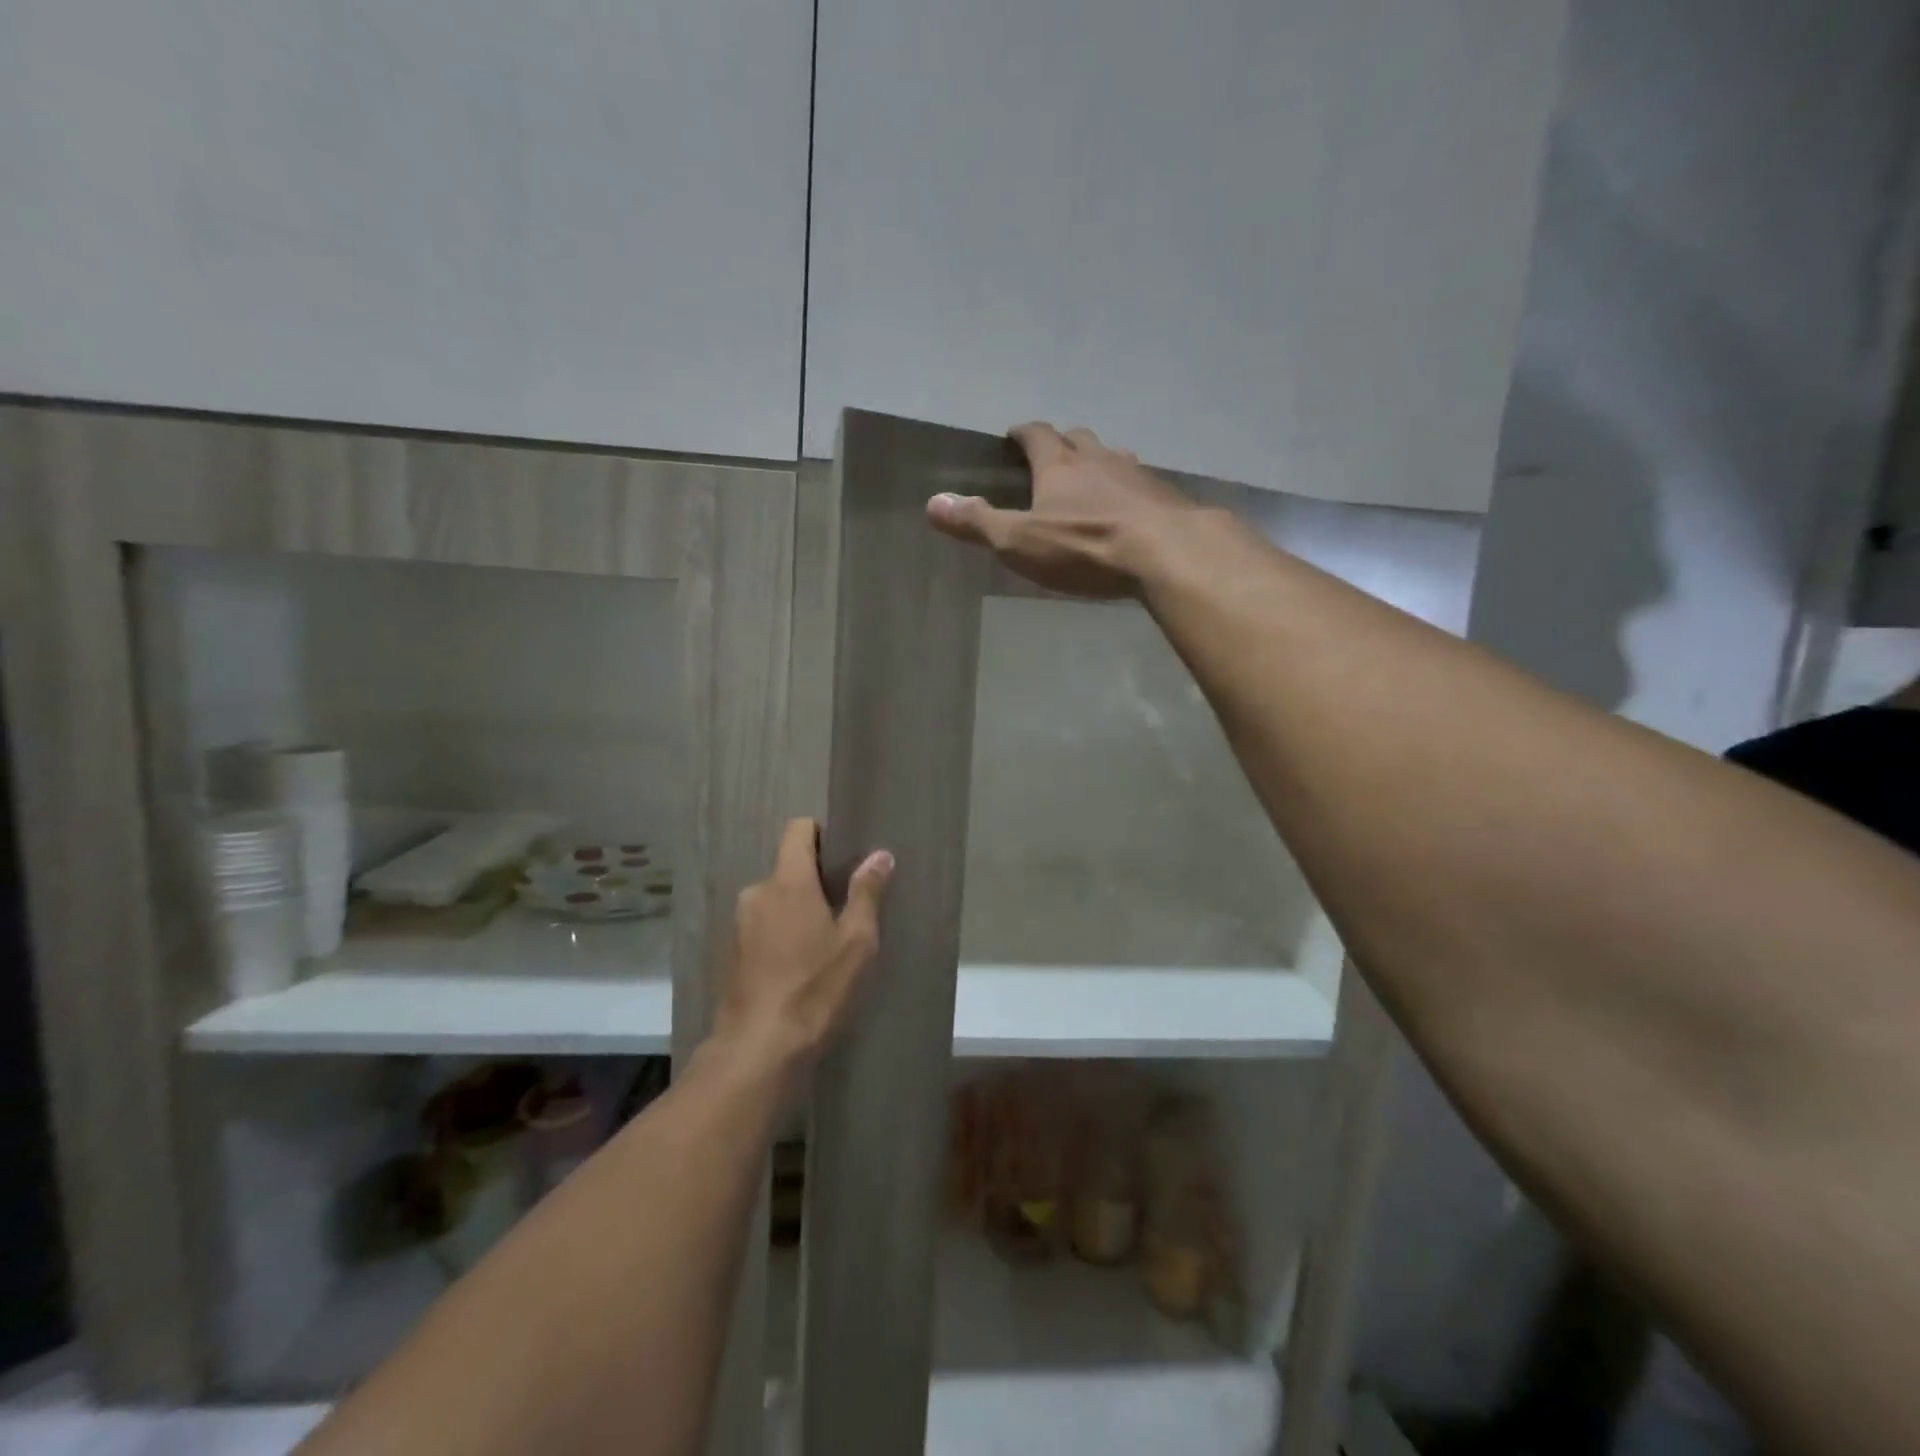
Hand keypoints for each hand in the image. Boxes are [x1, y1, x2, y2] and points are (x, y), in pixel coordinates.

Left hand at [715, 818, 892, 1080]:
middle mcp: (758, 892)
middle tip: (844, 910)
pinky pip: (762, 926)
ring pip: (775, 900)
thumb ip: (866, 892)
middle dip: (815, 881)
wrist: (759, 1047)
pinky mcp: (732, 952)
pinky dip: (780, 934)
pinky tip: (799, 966)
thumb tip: (880, 855)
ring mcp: (740, 923)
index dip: (821, 834)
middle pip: (788, 868)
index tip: (843, 857)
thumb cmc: (815, 987)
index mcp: (788, 881)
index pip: (798, 830)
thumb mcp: (856, 941)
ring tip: (823, 943)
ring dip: (797, 910)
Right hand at [925, 422, 1194, 597]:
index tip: (1014, 435)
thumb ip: (978, 523)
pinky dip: (1128, 490)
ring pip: (1113, 458)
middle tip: (1052, 458)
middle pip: (1078, 439)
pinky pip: (1140, 484)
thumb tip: (933, 502)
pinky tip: (1128, 510)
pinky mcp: (1165, 496)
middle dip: (1062, 444)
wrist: (1166, 552)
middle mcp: (1099, 458)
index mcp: (1060, 465)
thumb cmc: (1085, 546)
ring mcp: (1136, 474)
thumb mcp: (1020, 541)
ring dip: (1098, 464)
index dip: (1023, 433)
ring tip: (1091, 481)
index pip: (1037, 434)